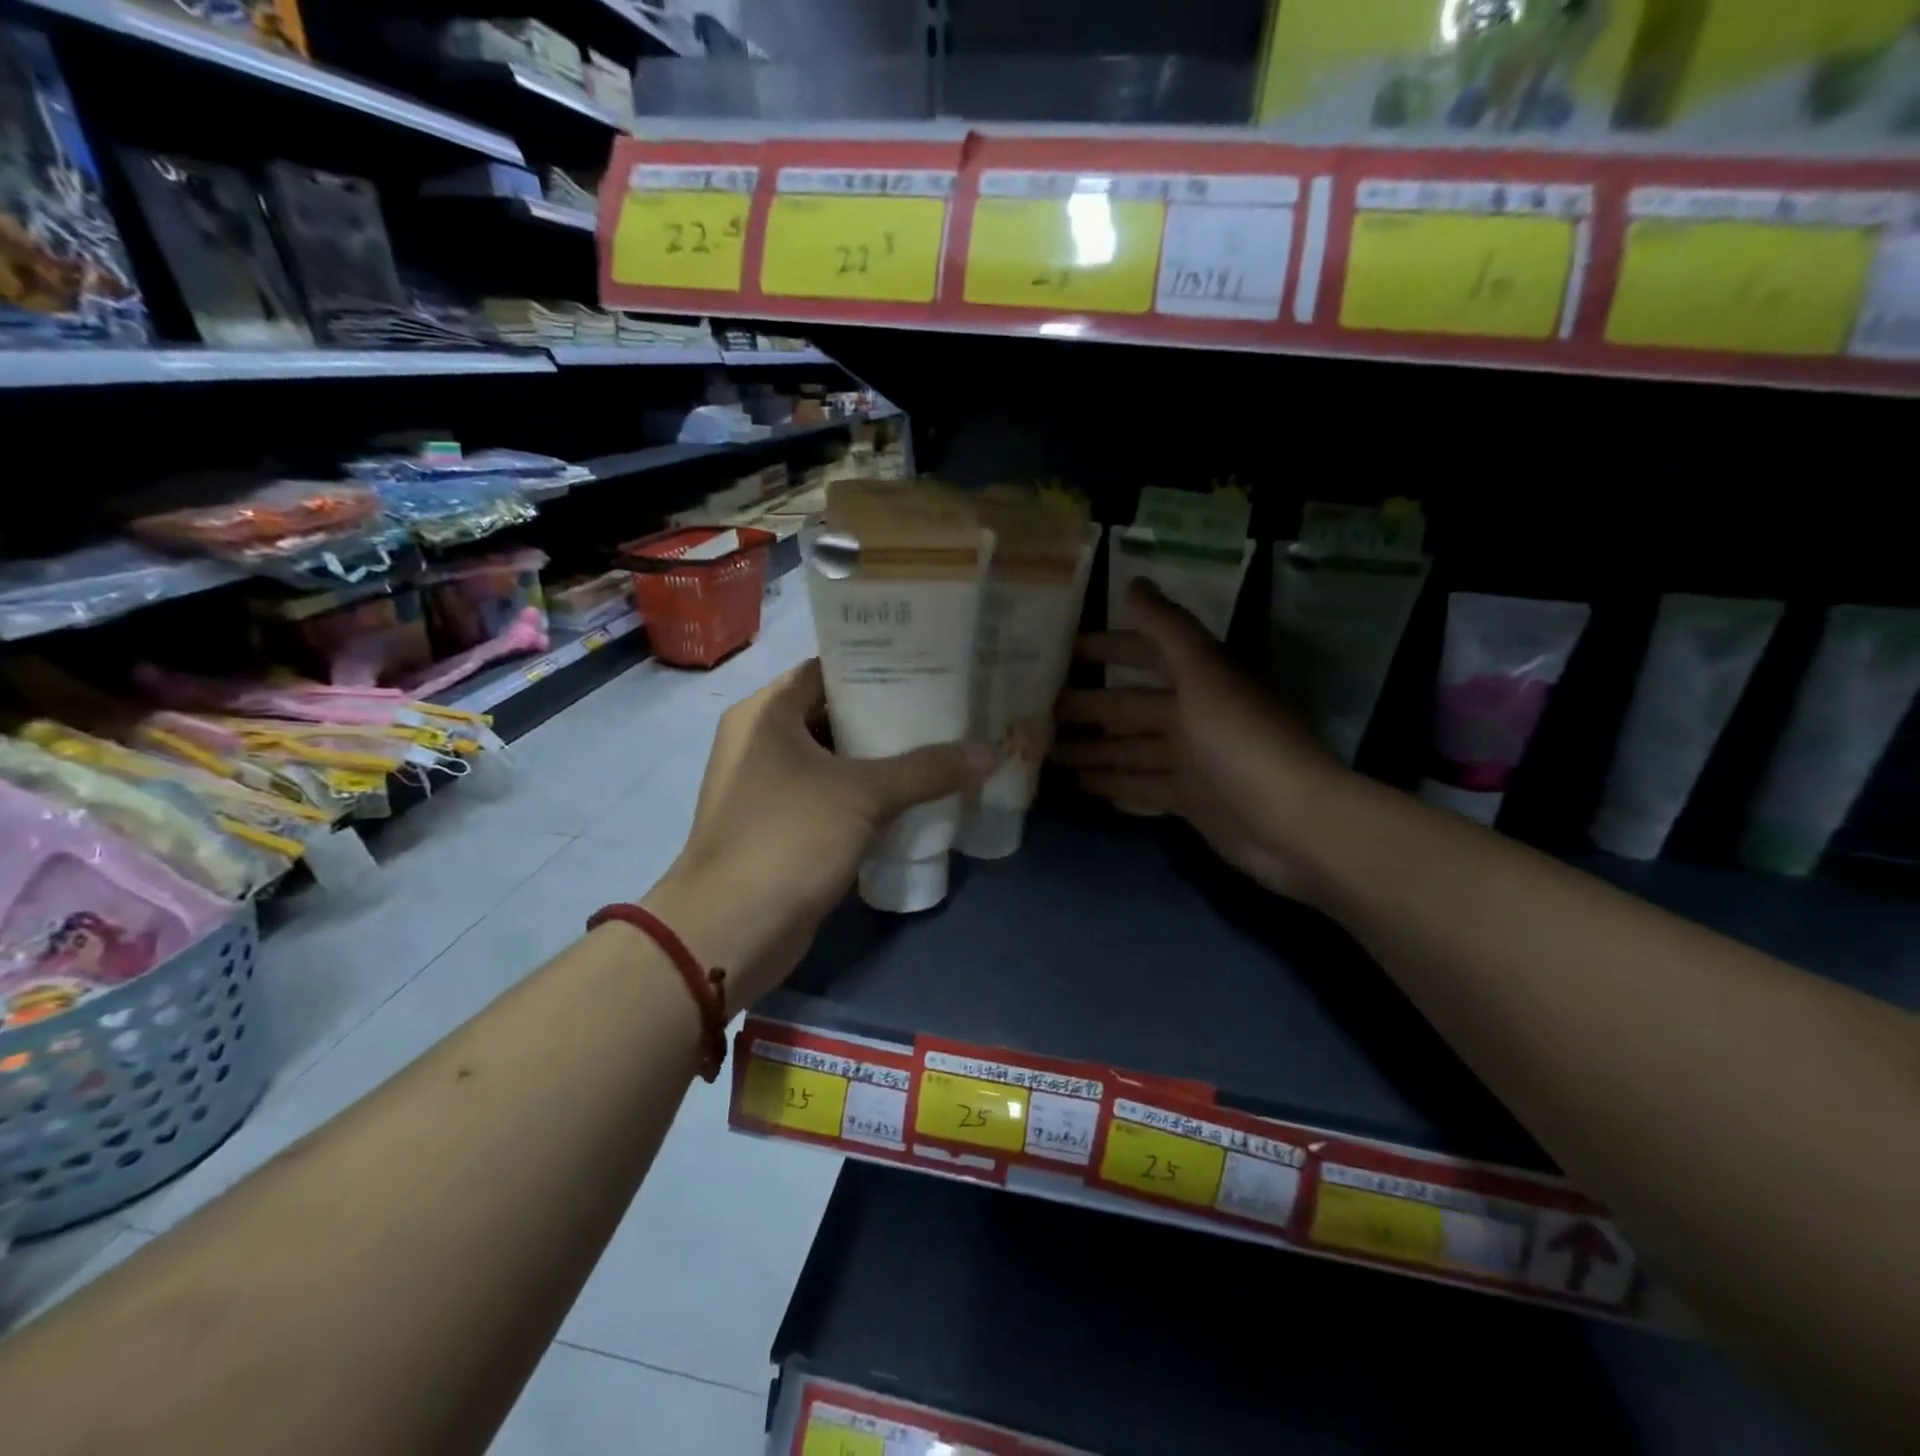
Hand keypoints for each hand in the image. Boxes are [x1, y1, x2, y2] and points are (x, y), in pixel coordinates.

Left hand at [645, 659, 991, 1008]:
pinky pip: (832, 796)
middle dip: (888, 714)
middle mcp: (762, 741)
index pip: (828, 668)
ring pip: (836, 759)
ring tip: (942, 746)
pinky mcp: (783, 827)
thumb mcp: (863, 795)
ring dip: (881, 759)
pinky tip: (915, 797)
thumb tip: (991, 754)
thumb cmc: (788, 838)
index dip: (877, 663)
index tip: (929, 663)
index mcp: (766, 712)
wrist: (730, 931)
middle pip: (834, 714)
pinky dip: (867, 795)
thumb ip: (927, 770)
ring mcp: (770, 787)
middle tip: (946, 707)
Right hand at [1052, 581, 1348, 904]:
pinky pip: (1143, 788)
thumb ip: (1167, 630)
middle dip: (1088, 707)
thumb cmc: (1241, 741)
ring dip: (1093, 750)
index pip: (1146, 654)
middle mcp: (1195, 716)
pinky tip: (1083, 786)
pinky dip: (1116, 786)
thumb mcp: (1203, 674)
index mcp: (1200, 680)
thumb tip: (1133, 583)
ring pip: (1130, 751)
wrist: (1292, 825)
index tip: (1063, 650)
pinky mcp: (1191, 802)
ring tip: (1047, 753)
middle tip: (1037, 712)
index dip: (1108, 648)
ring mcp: (1192, 762)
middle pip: (1130, 708)